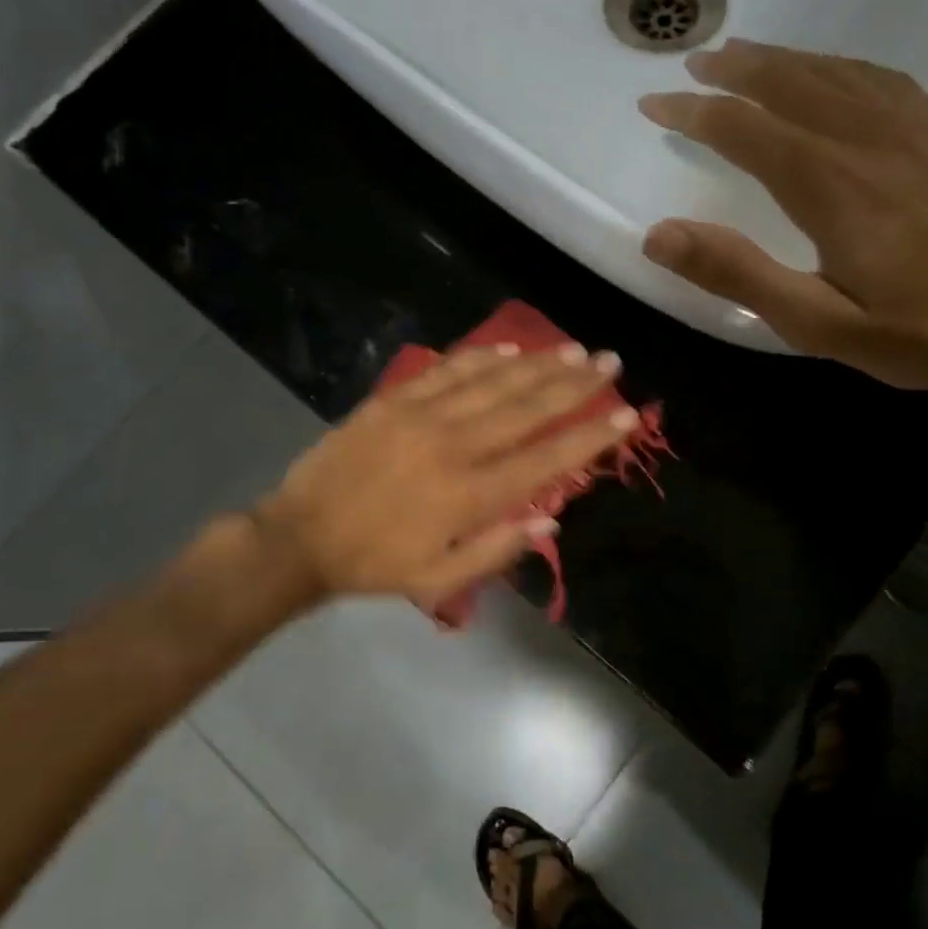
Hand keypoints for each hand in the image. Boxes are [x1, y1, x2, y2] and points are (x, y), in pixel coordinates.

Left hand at [253, 344, 635, 610]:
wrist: (301, 536)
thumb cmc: (375, 564)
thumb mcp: (440, 579)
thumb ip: (498, 550)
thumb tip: (552, 519)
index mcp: (469, 495)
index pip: (546, 460)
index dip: (590, 437)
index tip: (626, 415)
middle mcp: (454, 447)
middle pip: (527, 408)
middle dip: (575, 383)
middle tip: (611, 361)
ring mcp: (422, 416)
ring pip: (493, 381)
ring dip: (537, 363)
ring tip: (574, 349)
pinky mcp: (394, 400)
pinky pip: (447, 370)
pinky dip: (482, 357)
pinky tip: (509, 349)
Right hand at [638, 39, 927, 423]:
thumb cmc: (924, 334)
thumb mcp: (818, 323)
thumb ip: (739, 274)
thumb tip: (658, 235)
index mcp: (830, 184)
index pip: (744, 129)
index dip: (693, 113)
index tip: (654, 103)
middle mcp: (867, 139)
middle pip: (788, 84)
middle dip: (733, 70)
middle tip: (694, 63)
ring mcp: (914, 129)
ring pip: (834, 73)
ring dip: (782, 59)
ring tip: (745, 53)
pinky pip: (880, 78)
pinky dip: (838, 65)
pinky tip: (829, 72)